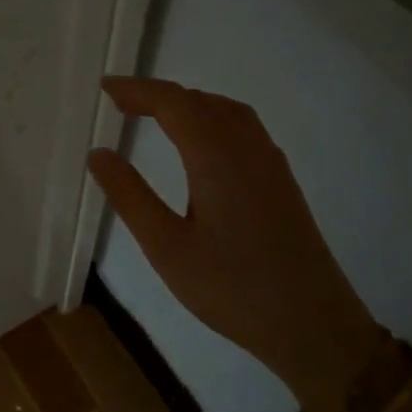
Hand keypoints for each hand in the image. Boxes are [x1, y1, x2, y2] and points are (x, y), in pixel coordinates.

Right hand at [87, 77, 388, 411]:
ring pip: (226, 111)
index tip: (105, 88)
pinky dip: (211, 118)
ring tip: (154, 115)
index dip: (138, 90)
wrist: (312, 324)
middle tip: (120, 104)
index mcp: (216, 157)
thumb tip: (98, 153)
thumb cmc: (231, 288)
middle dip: (159, 94)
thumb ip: (130, 196)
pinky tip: (200, 143)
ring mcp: (270, 163)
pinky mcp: (281, 181)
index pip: (173, 103)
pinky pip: (243, 128)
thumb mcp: (166, 247)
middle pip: (200, 101)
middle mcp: (247, 148)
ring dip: (188, 103)